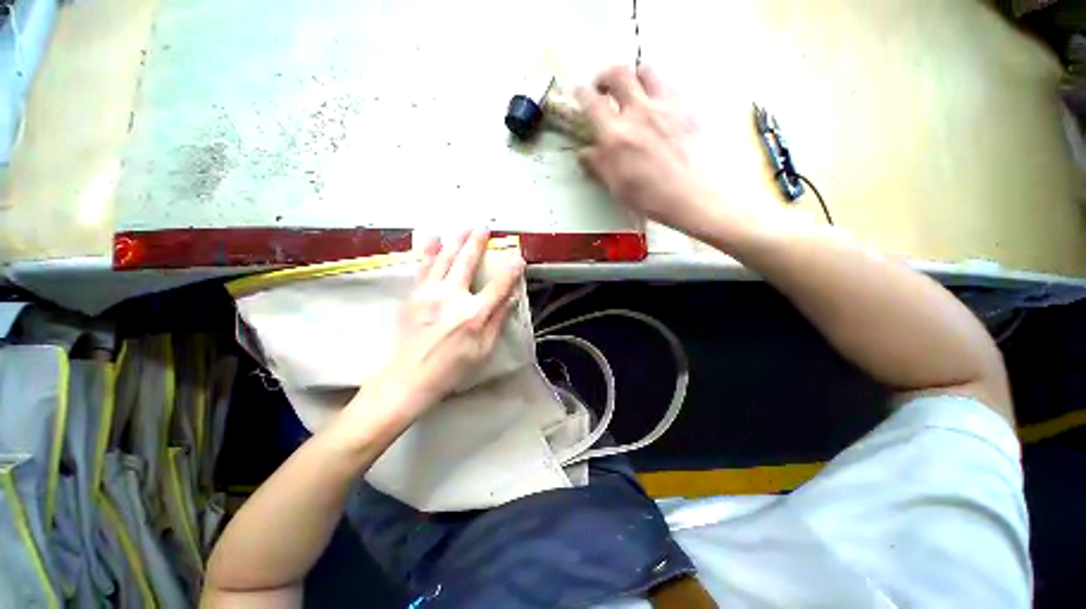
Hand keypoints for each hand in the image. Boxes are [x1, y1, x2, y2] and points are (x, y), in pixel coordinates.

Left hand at [363, 229, 524, 422]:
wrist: (408, 377)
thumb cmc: (452, 368)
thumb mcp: (483, 350)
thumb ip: (498, 320)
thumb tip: (511, 296)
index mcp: (474, 314)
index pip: (498, 286)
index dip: (510, 271)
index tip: (518, 258)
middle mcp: (452, 298)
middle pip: (467, 263)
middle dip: (478, 243)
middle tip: (485, 227)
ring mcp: (429, 294)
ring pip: (444, 259)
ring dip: (456, 240)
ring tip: (464, 226)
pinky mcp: (414, 295)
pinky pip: (422, 267)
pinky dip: (427, 250)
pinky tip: (431, 237)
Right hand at [577, 65, 712, 233]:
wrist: (688, 196)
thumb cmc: (649, 196)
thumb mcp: (615, 185)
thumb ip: (597, 164)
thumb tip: (585, 153)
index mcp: (616, 135)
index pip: (592, 102)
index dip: (582, 94)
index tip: (580, 92)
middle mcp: (639, 113)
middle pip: (618, 74)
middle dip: (605, 76)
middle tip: (603, 86)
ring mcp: (665, 107)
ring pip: (647, 71)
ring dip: (634, 76)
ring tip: (632, 88)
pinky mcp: (686, 109)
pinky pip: (670, 86)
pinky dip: (659, 90)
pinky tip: (657, 106)